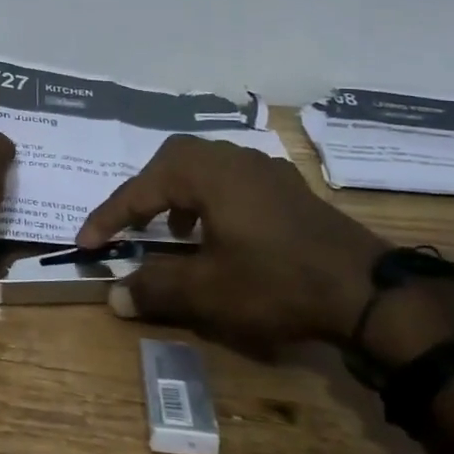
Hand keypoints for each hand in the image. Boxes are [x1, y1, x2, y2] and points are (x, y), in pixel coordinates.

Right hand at [75, 135, 385, 353]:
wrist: (368, 291)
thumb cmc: (276, 282)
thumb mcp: (208, 291)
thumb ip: (155, 288)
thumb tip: (113, 295)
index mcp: (204, 173)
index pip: (140, 190)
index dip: (109, 217)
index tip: (85, 243)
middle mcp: (231, 158)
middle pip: (172, 160)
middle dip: (145, 191)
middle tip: (132, 224)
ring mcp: (264, 169)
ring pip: (205, 166)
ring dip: (179, 193)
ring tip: (175, 229)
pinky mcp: (288, 188)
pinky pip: (233, 179)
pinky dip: (211, 198)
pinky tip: (221, 230)